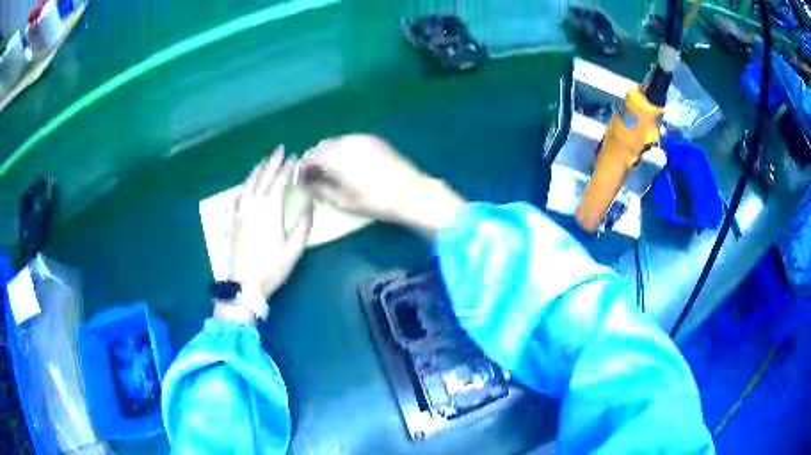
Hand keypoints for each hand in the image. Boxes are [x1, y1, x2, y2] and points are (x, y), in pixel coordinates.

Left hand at [228, 146, 313, 299]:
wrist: (244, 285)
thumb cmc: (272, 268)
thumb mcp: (294, 249)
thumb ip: (303, 225)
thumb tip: (309, 204)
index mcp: (269, 210)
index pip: (279, 181)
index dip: (287, 167)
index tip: (294, 157)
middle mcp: (252, 205)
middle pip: (262, 177)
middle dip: (271, 161)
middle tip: (279, 149)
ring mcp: (238, 212)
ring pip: (247, 184)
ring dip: (257, 170)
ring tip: (264, 161)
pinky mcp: (230, 221)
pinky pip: (235, 198)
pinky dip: (242, 188)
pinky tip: (244, 187)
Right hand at [299, 134, 463, 234]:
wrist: (412, 193)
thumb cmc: (376, 201)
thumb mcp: (344, 201)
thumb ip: (319, 189)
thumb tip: (304, 183)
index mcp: (337, 156)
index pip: (310, 156)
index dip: (304, 168)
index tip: (303, 180)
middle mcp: (347, 141)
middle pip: (322, 146)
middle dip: (316, 160)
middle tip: (318, 178)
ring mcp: (362, 138)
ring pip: (336, 142)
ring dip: (330, 154)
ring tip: (335, 173)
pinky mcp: (374, 139)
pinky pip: (351, 141)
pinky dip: (344, 150)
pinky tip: (351, 165)